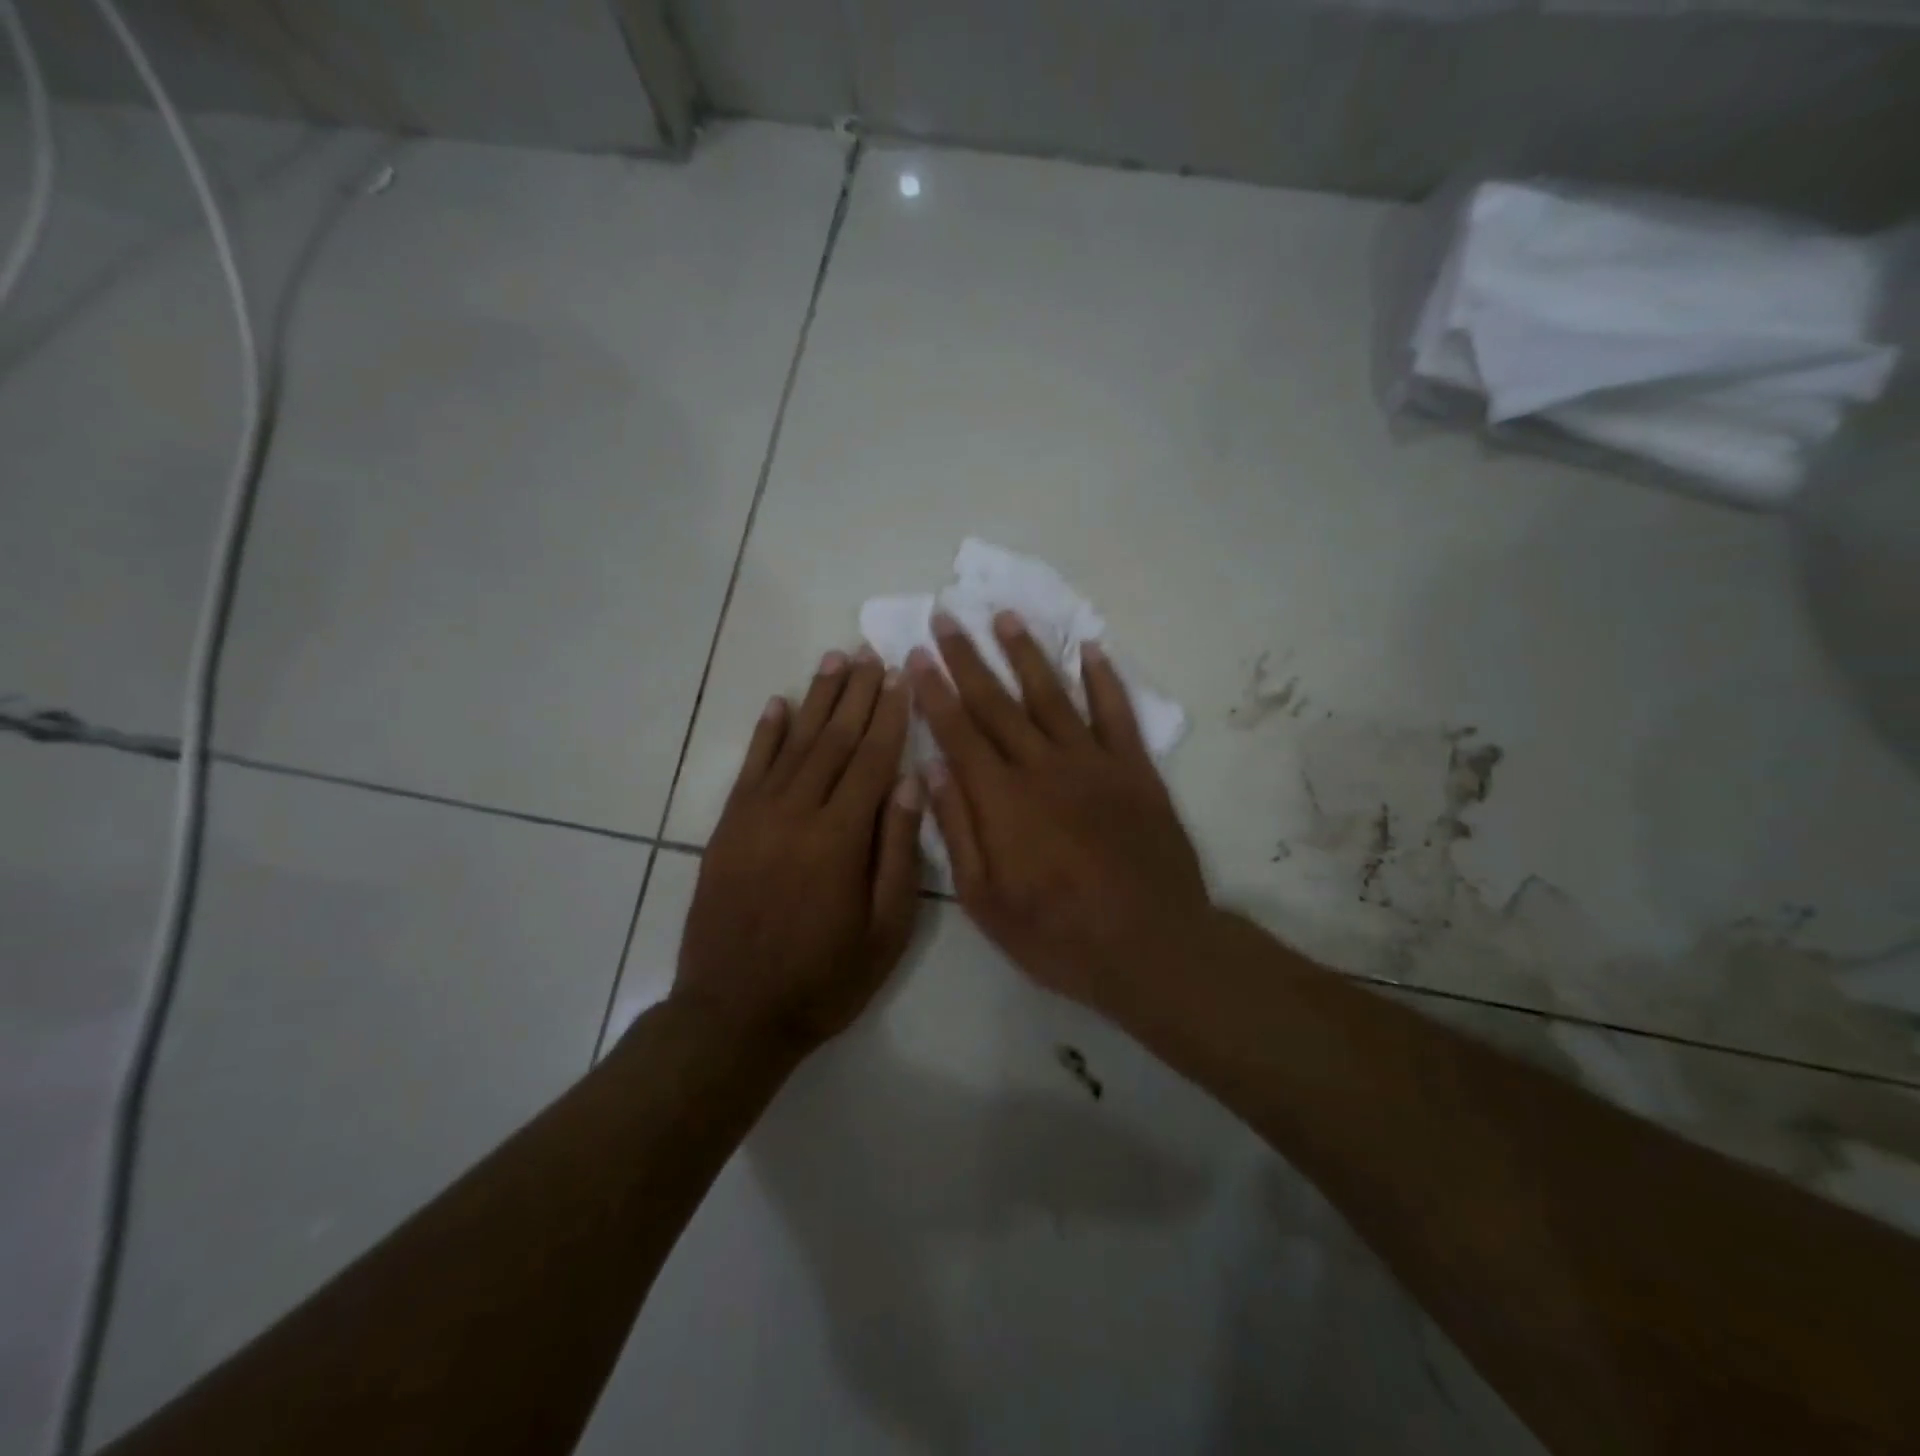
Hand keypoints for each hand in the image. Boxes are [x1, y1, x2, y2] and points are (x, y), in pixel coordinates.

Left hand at [674, 647, 923, 1053]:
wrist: (734, 1014)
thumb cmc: (824, 979)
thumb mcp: (885, 931)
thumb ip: (897, 853)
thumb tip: (909, 782)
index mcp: (840, 838)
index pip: (872, 759)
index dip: (890, 715)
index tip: (902, 676)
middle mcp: (797, 813)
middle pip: (833, 739)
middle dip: (856, 693)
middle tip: (871, 652)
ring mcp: (756, 817)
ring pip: (794, 744)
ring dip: (816, 699)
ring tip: (834, 661)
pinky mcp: (728, 828)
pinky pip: (750, 768)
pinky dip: (765, 732)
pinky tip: (778, 703)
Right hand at [908, 611, 1213, 1019]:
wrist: (1151, 946)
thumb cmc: (1057, 933)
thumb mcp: (986, 900)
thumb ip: (957, 830)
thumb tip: (930, 768)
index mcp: (1001, 799)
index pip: (957, 730)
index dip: (934, 690)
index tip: (917, 654)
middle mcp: (1042, 765)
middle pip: (997, 701)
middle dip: (967, 657)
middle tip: (946, 615)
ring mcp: (1093, 762)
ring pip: (1052, 694)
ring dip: (1026, 652)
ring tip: (1004, 615)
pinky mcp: (1136, 769)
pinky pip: (1117, 712)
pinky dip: (1104, 678)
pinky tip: (1091, 648)